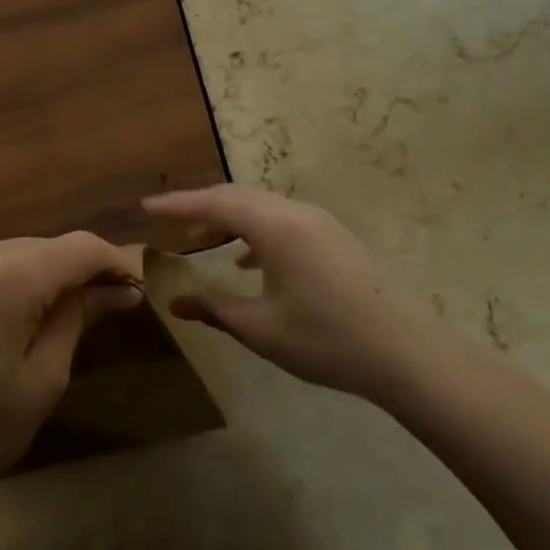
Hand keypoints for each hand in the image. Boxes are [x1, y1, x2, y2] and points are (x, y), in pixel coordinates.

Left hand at [0, 233, 140, 537]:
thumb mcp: (39, 383)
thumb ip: (77, 321)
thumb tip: (117, 292)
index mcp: (5, 277)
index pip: (79, 248)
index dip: (113, 263)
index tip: (133, 291)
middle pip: (42, 247)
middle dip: (74, 272)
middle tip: (100, 311)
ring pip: (6, 254)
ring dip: (35, 277)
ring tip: (47, 321)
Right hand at [143, 185, 440, 406]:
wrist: (404, 352)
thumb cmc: (325, 338)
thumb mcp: (260, 328)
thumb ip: (214, 308)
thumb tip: (175, 302)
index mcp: (276, 226)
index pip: (215, 203)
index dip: (177, 204)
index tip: (145, 207)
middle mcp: (297, 213)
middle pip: (239, 196)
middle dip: (201, 207)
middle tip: (169, 223)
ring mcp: (320, 223)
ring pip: (262, 207)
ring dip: (229, 219)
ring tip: (202, 242)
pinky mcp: (334, 238)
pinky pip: (282, 221)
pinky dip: (255, 231)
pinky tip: (247, 261)